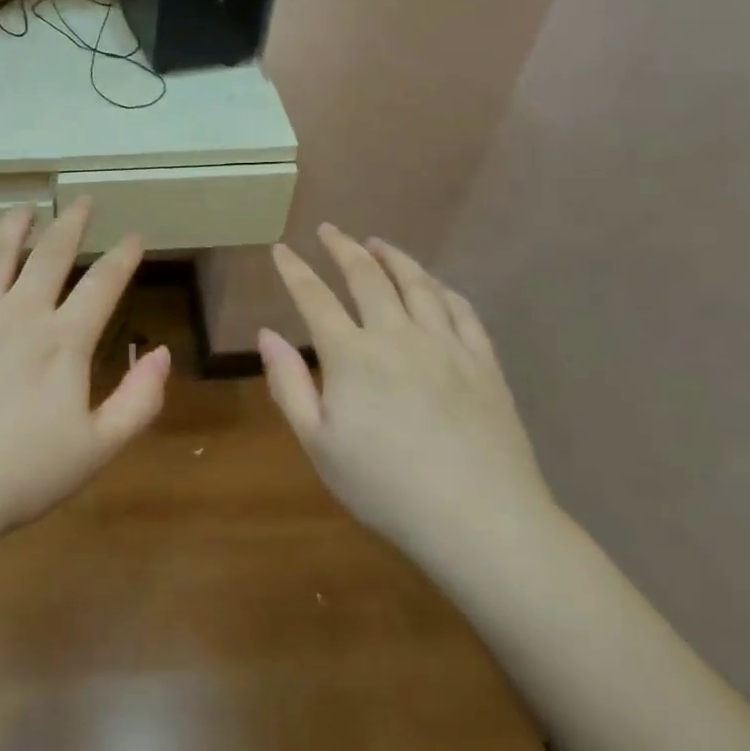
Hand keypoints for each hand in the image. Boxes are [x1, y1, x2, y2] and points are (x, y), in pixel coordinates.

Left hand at [0, 198, 171, 543]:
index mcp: (63, 340)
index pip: (103, 283)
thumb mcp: (96, 449)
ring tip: (25, 208)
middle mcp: (19, 312)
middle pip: (51, 253)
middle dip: (72, 222)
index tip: (134, 235)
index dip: (123, 256)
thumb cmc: (19, 476)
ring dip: (14, 226)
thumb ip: (138, 401)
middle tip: (83, 201)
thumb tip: (162, 353)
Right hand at [259, 225, 556, 573]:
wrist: (480, 520)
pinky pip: (461, 310)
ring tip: (378, 243)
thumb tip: (266, 334)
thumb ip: (288, 384)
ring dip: (393, 257)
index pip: (314, 297)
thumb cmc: (385, 487)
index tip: (280, 249)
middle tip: (329, 230)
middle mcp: (397, 335)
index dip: (294, 270)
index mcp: (351, 355)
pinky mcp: (483, 362)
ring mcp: (446, 345)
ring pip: (417, 284)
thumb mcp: (318, 444)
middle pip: (367, 276)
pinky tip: (434, 284)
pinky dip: (441, 288)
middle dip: (343, 248)